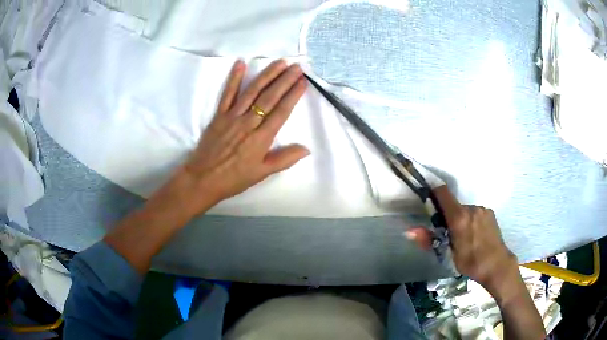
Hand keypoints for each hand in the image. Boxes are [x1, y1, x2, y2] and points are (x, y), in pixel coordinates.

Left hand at [105, 60, 309, 273]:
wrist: (203, 179)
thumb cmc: (234, 179)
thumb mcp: (262, 173)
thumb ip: (284, 159)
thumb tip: (307, 149)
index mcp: (261, 138)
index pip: (281, 111)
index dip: (293, 95)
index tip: (302, 82)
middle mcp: (248, 123)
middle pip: (269, 97)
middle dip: (284, 80)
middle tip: (296, 66)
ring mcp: (232, 116)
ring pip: (252, 92)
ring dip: (266, 75)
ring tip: (279, 63)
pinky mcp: (219, 115)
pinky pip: (227, 94)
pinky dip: (234, 78)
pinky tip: (240, 64)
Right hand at [407, 186, 517, 293]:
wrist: (497, 265)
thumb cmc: (470, 262)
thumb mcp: (447, 254)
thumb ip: (428, 240)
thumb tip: (409, 230)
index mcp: (459, 217)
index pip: (443, 192)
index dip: (433, 193)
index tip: (429, 203)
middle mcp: (471, 208)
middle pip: (454, 205)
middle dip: (448, 216)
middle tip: (449, 234)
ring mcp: (482, 209)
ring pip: (465, 210)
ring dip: (461, 219)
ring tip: (465, 237)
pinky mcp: (490, 213)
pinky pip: (475, 213)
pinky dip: (471, 220)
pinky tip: (475, 235)